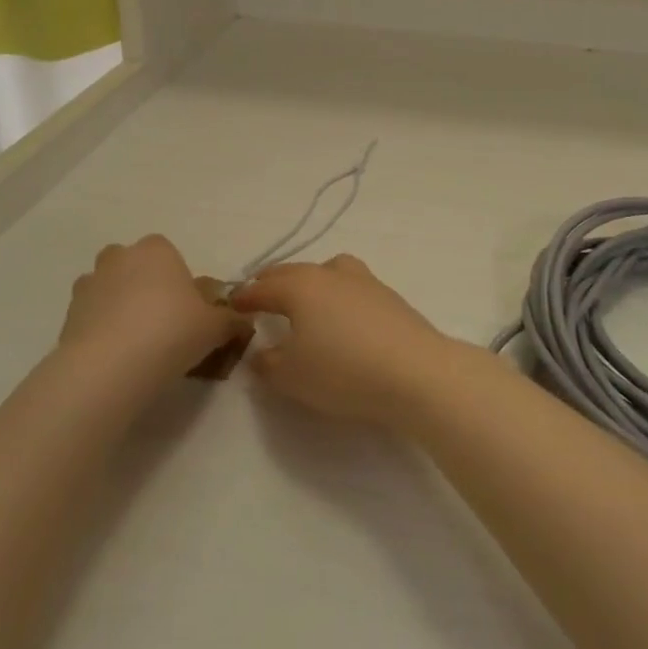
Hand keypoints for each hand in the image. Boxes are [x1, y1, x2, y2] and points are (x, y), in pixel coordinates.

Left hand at [62, 236, 249, 380]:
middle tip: (164, 325)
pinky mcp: (67, 316)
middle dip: (146, 288)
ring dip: (121, 309)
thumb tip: (243, 321)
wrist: (109, 368)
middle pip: (135, 267)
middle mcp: (119, 257)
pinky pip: (92, 318)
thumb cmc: (171, 332)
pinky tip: (118, 360)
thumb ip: (231, 320)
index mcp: (156, 249)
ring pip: (110, 291)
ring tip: (138, 346)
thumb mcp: (216, 327)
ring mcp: (88, 285)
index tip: (189, 310)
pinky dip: (102, 332)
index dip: (180, 281)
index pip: (169, 254)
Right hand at [231, 255, 464, 427]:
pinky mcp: (388, 295)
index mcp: (300, 287)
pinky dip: (335, 294)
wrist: (416, 371)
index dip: (245, 297)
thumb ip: (268, 363)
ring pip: (326, 271)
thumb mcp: (292, 377)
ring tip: (303, 300)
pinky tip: (340, 316)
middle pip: (293, 272)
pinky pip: (350, 286)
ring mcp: (363, 280)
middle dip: (273, 282)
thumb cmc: (343, 371)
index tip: (232, 304)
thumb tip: (261, 352)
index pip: (263, 287)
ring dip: (308, 281)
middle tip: (260, 295)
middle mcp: (329, 274)